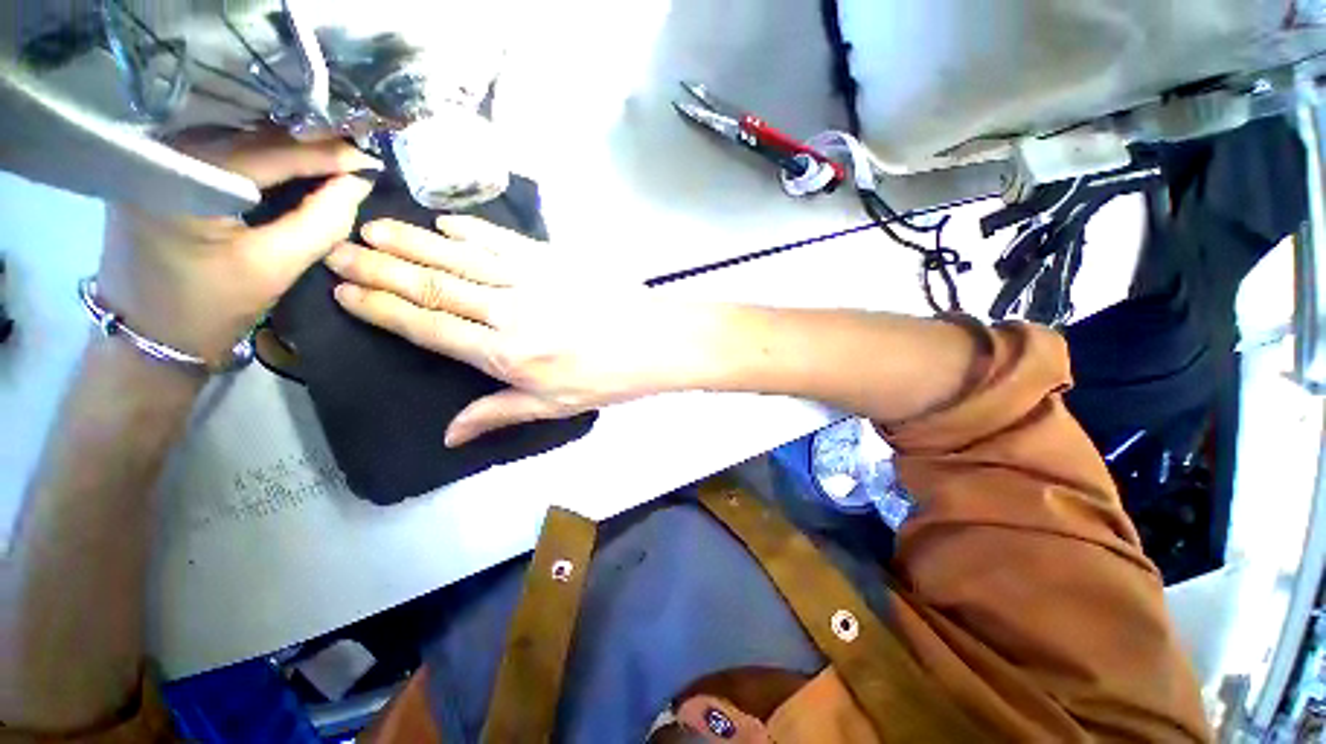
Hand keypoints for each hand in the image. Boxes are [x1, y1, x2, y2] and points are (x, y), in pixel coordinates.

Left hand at [96, 128, 381, 364]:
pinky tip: (289, 163)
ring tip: (331, 156)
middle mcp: (160, 154)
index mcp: (181, 180)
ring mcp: (153, 160)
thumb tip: (359, 183)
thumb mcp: (276, 268)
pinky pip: (220, 152)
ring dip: (285, 148)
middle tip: (355, 155)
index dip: (325, 154)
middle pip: (249, 137)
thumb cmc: (210, 309)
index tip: (370, 159)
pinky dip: (260, 157)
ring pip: (236, 140)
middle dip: (307, 145)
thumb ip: (323, 222)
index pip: (268, 151)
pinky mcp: (156, 172)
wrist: (149, 340)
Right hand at [326, 217, 703, 446]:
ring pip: (460, 257)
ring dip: (414, 241)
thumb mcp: (553, 407)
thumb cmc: (606, 379)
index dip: (382, 309)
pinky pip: (503, 241)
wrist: (653, 342)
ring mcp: (532, 280)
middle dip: (380, 268)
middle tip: (339, 249)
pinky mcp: (554, 260)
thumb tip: (449, 434)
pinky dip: (471, 231)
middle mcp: (508, 313)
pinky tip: (446, 224)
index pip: (427, 328)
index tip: (345, 292)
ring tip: (374, 227)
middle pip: (433, 286)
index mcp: (504, 355)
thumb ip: (497, 413)